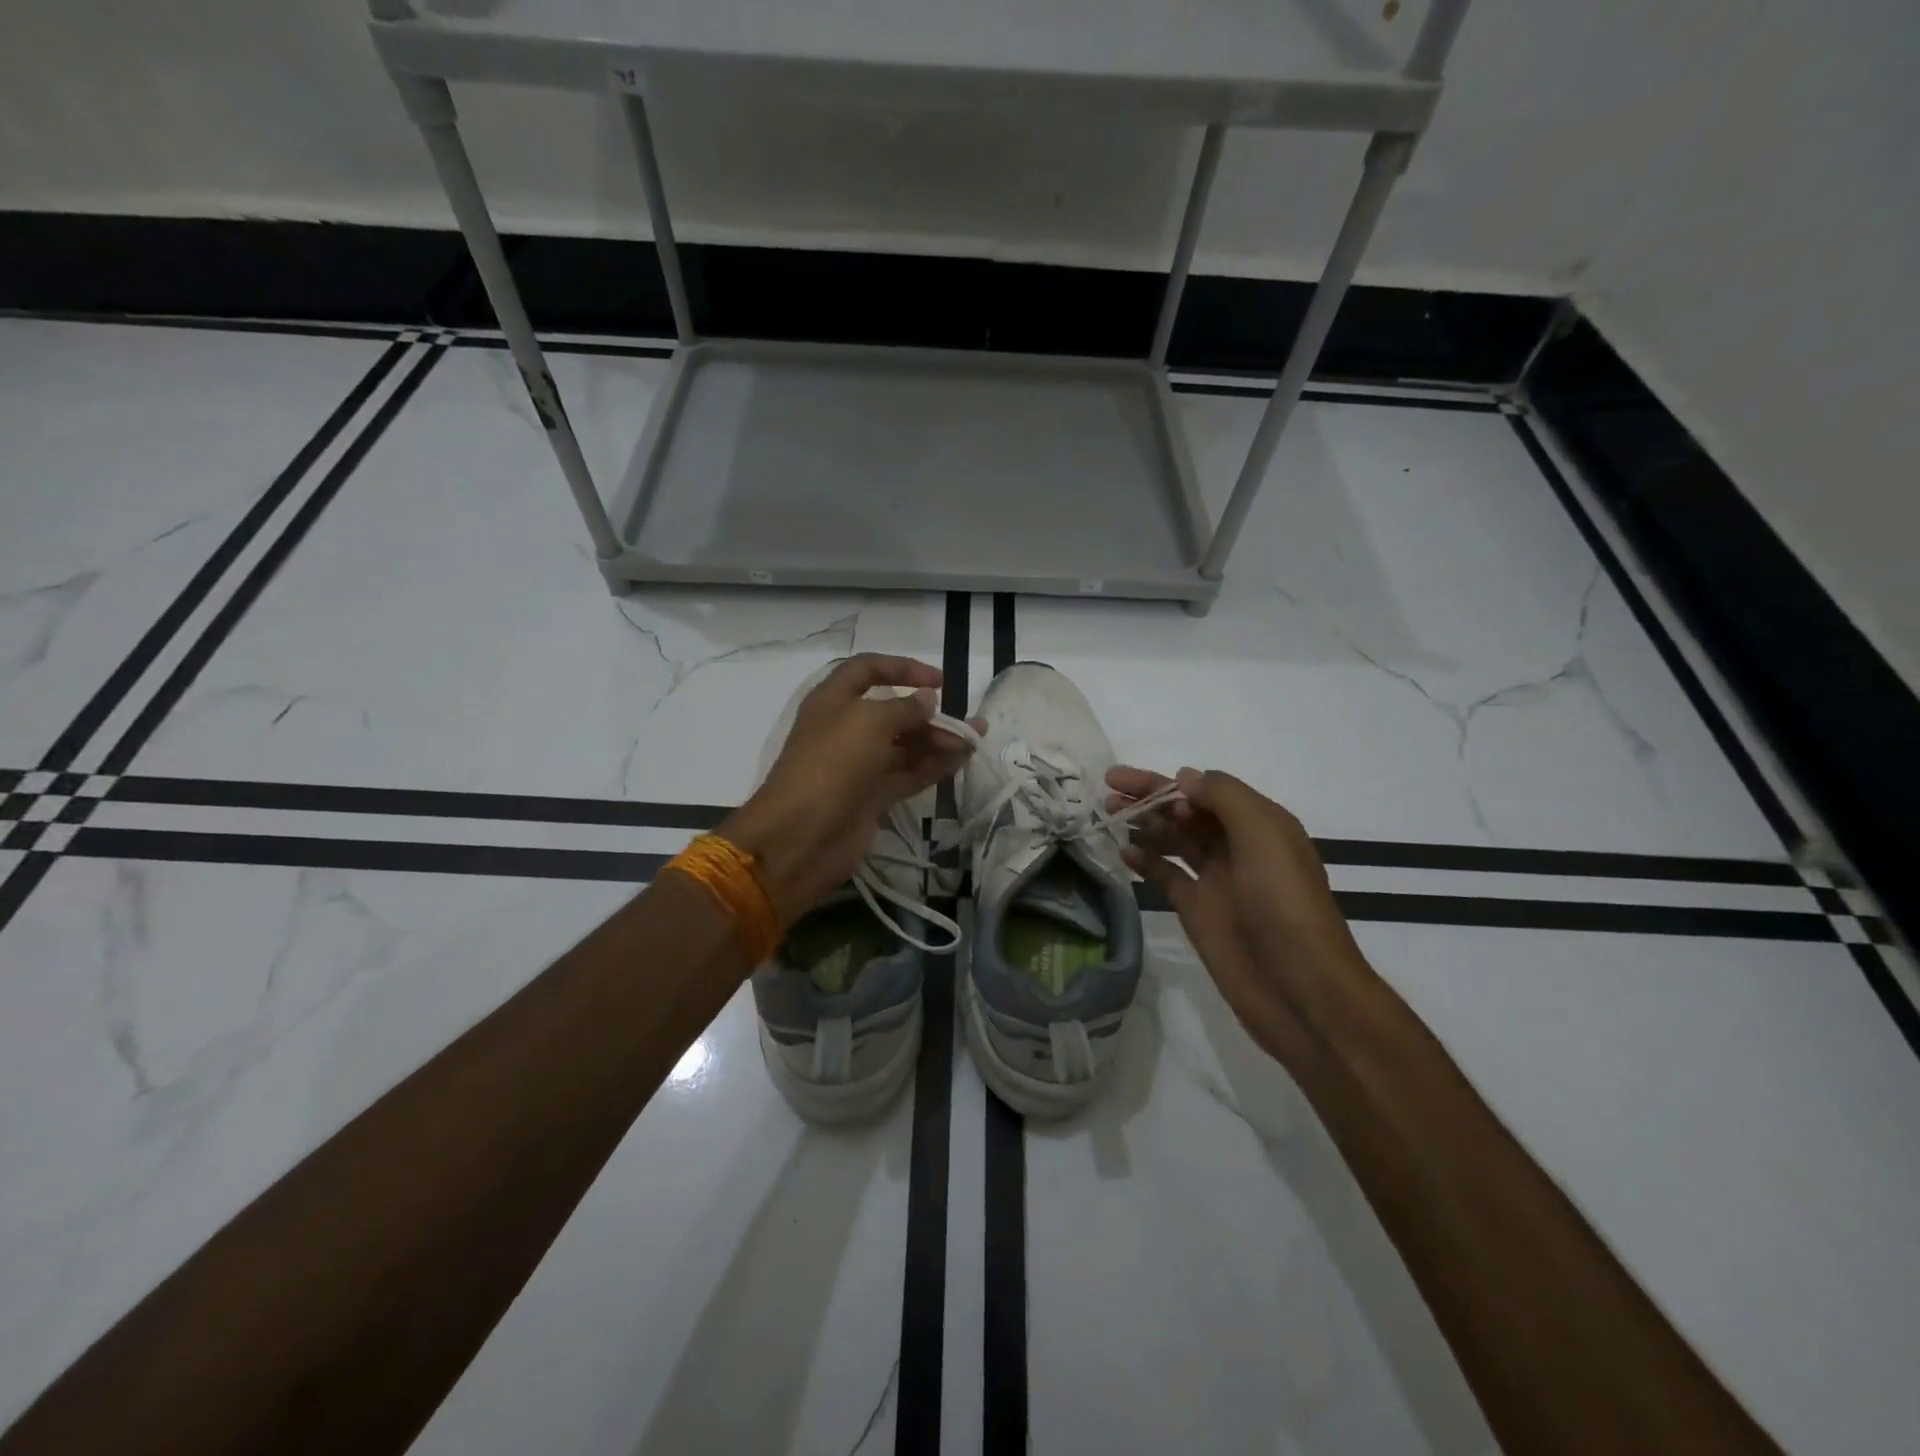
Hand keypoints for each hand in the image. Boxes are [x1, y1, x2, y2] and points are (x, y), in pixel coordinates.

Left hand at [721, 655, 976, 925]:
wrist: (801, 836)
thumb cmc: (831, 765)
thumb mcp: (868, 723)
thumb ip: (903, 708)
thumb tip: (926, 700)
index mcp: (833, 701)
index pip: (867, 670)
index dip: (902, 668)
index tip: (938, 681)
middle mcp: (845, 729)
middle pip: (892, 712)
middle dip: (930, 714)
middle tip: (967, 723)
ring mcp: (859, 765)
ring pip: (904, 745)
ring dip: (938, 741)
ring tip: (973, 743)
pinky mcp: (871, 797)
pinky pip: (907, 774)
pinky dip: (932, 767)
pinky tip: (960, 763)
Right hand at [1107, 766, 1375, 1066]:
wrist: (1300, 990)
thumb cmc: (1285, 906)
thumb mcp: (1264, 838)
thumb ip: (1224, 799)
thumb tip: (1184, 778)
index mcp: (1260, 825)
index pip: (1209, 790)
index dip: (1173, 784)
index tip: (1142, 788)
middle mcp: (1238, 847)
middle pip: (1187, 812)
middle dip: (1151, 797)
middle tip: (1109, 789)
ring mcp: (1217, 880)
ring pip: (1175, 840)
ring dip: (1145, 825)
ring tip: (1109, 815)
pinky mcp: (1199, 911)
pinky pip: (1167, 876)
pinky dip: (1146, 862)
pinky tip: (1123, 853)